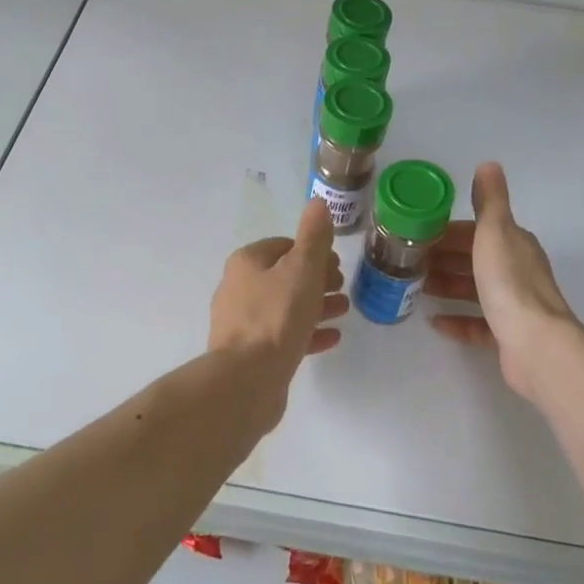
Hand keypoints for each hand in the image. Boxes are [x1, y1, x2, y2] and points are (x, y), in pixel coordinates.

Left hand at [209, 199, 347, 421]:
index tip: (337, 262)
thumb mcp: (302, 269)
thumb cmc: (276, 316)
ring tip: (344, 309)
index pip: (283, 246)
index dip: (312, 251)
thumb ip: (313, 237)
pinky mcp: (250, 354)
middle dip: (316, 278)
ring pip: (285, 306)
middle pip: (284, 276)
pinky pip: (283, 336)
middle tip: (342, 286)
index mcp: (247, 263)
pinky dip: (307, 332)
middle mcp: (239, 288)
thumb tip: (317, 202)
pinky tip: (332, 337)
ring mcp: (242, 323)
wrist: (246, 380)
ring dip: (315, 305)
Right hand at [427, 163, 580, 401]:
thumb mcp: (494, 232)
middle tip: (408, 261)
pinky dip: (456, 320)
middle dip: (443, 258)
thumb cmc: (509, 283)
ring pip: (474, 290)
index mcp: (514, 244)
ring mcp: (514, 306)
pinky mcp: (508, 336)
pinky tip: (434, 321)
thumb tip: (489, 164)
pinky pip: (477, 324)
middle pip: (474, 259)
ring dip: (447, 286)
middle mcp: (517, 271)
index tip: (417, 235)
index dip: (447, 231)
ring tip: (416, 288)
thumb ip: (489, 201)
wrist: (536, 345)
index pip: (476, 231)